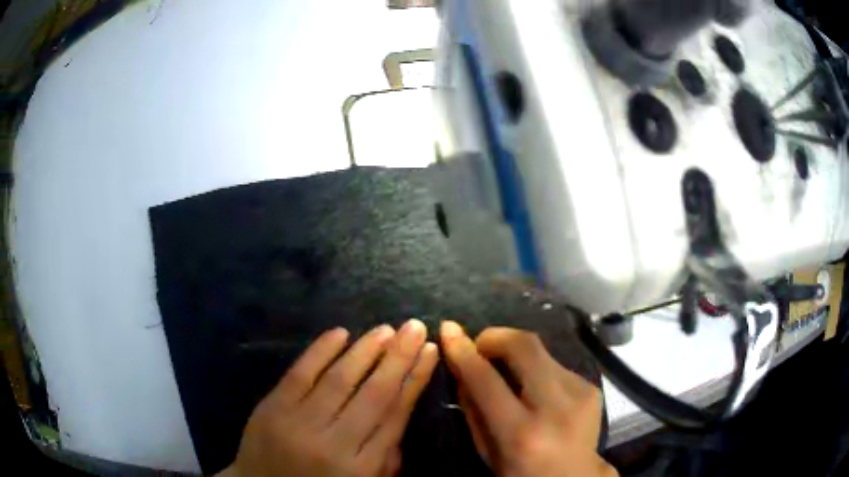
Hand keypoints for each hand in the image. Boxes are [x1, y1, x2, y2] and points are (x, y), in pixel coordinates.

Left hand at [220, 320, 437, 476]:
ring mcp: (299, 423)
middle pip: (373, 394)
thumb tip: (399, 410)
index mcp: (361, 467)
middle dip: (398, 358)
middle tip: (415, 327)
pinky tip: (340, 333)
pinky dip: (321, 351)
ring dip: (365, 350)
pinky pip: (300, 374)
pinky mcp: (271, 408)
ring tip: (386, 329)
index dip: (415, 381)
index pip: (395, 416)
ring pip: (339, 380)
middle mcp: (334, 444)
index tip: (430, 352)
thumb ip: (386, 457)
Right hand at [440, 321, 616, 476]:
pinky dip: (537, 369)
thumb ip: (473, 408)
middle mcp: (556, 408)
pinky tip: (535, 387)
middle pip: (525, 346)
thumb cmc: (522, 473)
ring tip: (507, 370)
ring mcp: (581, 394)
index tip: (449, 329)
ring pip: (542, 351)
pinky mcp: (592, 387)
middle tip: (481, 344)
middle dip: (497, 336)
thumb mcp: (487, 451)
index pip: (486, 380)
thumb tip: (462, 364)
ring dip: (517, 354)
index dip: (463, 351)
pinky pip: (556, 365)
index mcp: (522, 434)